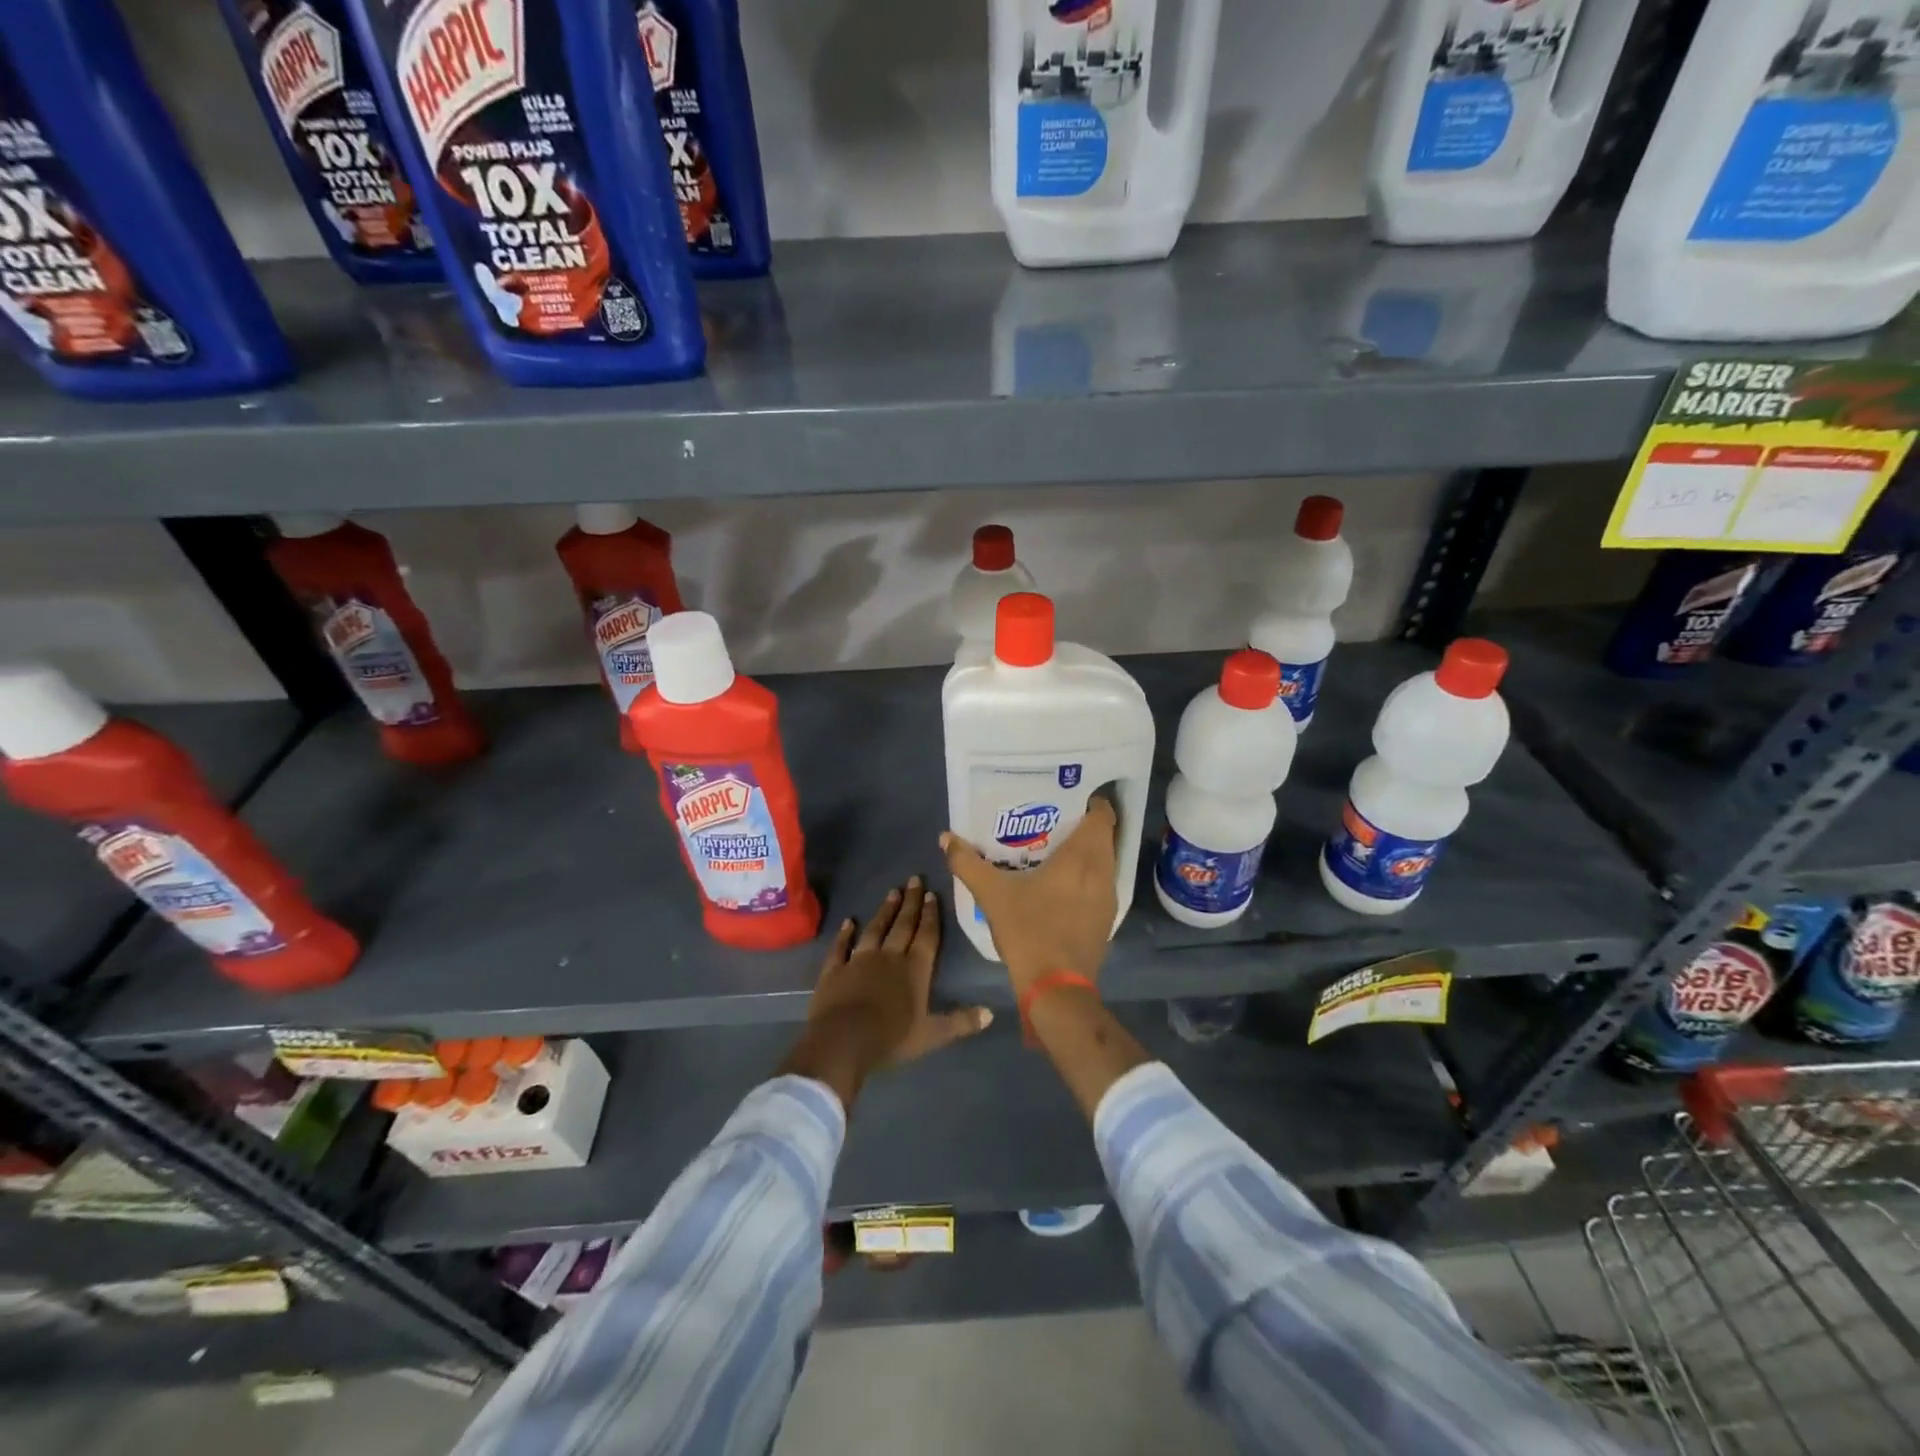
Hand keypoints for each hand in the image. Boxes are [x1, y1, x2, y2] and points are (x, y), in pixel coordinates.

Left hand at [780, 878, 992, 1109]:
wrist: (842, 1041)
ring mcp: (859, 960)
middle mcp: (889, 957)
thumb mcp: (932, 1035)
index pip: (926, 936)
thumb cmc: (891, 1038)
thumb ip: (960, 1022)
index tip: (931, 893)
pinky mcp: (834, 970)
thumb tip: (991, 1013)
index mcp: (914, 970)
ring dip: (884, 911)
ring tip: (891, 892)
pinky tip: (848, 922)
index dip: (931, 915)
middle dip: (910, 903)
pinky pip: (840, 947)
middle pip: (902, 925)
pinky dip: (844, 934)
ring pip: (874, 930)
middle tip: (914, 879)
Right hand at [941, 797, 1119, 996]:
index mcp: (1083, 857)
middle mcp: (1103, 872)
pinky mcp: (1106, 920)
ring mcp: (1108, 899)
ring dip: (1087, 853)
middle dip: (1083, 826)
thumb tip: (946, 837)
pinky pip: (1100, 885)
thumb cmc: (1029, 930)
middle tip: (1053, 821)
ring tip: (1054, 849)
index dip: (1090, 802)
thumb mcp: (992, 894)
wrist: (1056, 988)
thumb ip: (967, 863)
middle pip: (1103, 837)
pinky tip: (1061, 886)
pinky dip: (1087, 877)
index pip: (1102, 815)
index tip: (1068, 797)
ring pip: (1104, 862)